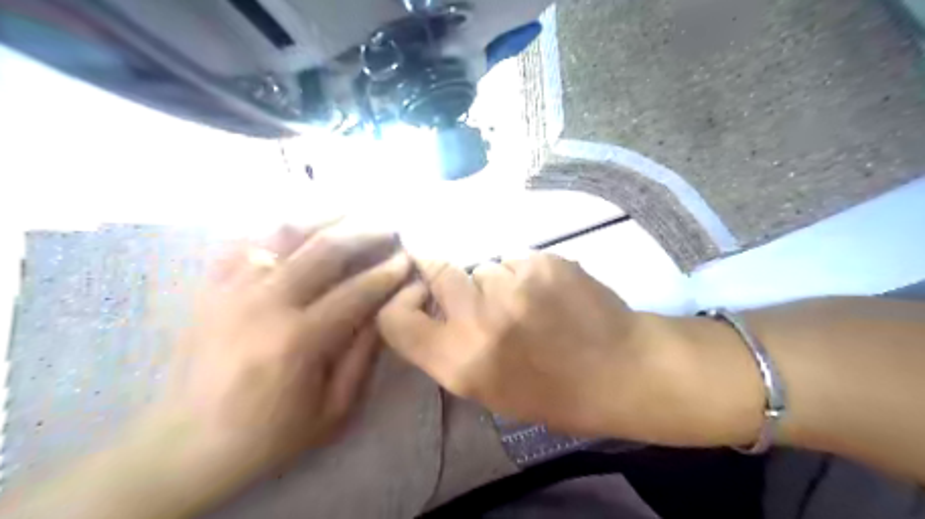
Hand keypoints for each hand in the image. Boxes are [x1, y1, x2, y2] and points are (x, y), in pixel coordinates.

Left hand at [155, 221, 407, 479]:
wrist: (185, 445)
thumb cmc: (269, 434)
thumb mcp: (334, 409)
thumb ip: (363, 355)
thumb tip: (387, 309)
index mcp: (298, 340)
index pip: (356, 291)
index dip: (387, 272)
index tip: (408, 258)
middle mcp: (264, 304)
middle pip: (324, 250)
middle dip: (364, 231)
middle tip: (389, 225)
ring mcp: (231, 290)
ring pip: (285, 234)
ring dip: (324, 216)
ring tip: (352, 209)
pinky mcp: (210, 288)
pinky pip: (246, 241)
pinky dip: (277, 227)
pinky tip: (301, 223)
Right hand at [379, 250, 762, 444]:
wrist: (620, 370)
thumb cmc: (552, 392)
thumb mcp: (488, 390)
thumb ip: (450, 351)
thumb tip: (431, 311)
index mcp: (460, 362)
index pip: (396, 319)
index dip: (401, 303)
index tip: (418, 298)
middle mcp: (477, 319)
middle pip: (438, 271)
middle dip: (449, 276)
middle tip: (479, 293)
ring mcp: (512, 285)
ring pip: (483, 265)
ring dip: (495, 280)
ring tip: (527, 303)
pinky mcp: (542, 262)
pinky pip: (516, 259)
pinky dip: (525, 272)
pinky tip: (550, 294)